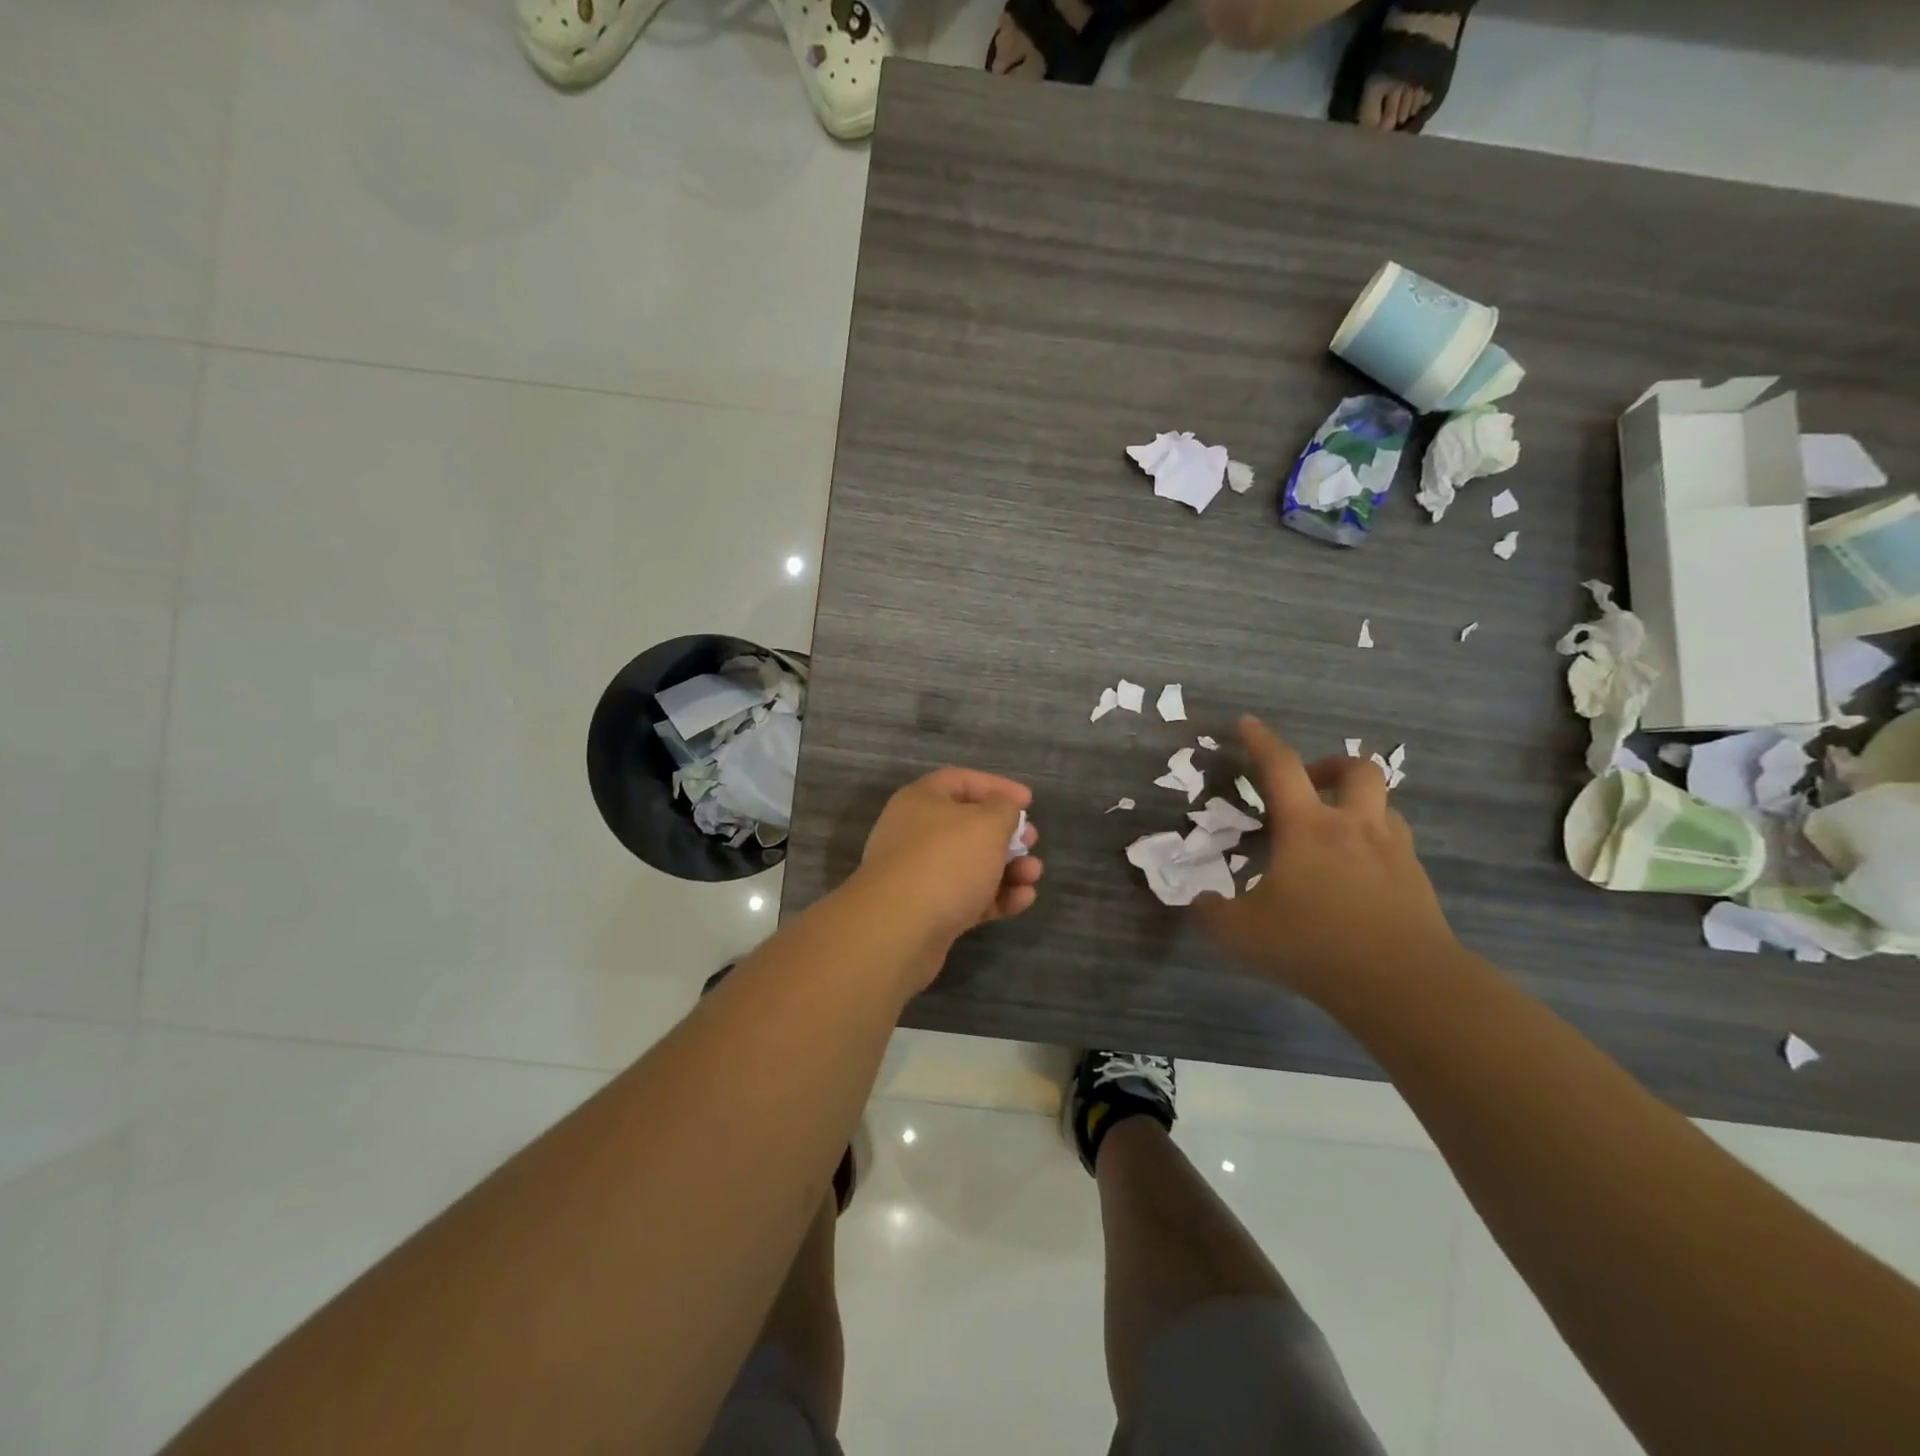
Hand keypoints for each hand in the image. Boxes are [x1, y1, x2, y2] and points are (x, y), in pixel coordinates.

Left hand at [854, 767, 1043, 951]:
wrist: (899, 929)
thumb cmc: (946, 861)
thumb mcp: (987, 824)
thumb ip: (1004, 809)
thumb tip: (1003, 809)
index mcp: (921, 800)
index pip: (961, 781)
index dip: (997, 787)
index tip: (1029, 802)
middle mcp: (916, 833)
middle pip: (968, 826)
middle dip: (1005, 834)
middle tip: (1031, 842)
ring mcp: (920, 874)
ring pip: (971, 864)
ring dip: (1008, 868)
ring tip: (1033, 875)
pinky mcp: (929, 911)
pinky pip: (968, 897)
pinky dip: (996, 896)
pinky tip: (1023, 900)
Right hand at [1197, 716, 1457, 1003]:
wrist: (1405, 984)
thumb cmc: (1315, 945)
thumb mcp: (1242, 934)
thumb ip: (1212, 914)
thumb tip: (1201, 903)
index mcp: (1308, 828)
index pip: (1281, 767)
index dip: (1261, 740)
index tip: (1246, 723)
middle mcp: (1355, 828)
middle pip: (1357, 770)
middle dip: (1331, 766)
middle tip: (1310, 784)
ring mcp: (1394, 854)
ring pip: (1385, 807)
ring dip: (1360, 806)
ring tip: (1337, 832)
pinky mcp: (1418, 884)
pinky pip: (1398, 848)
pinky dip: (1377, 848)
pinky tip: (1360, 878)